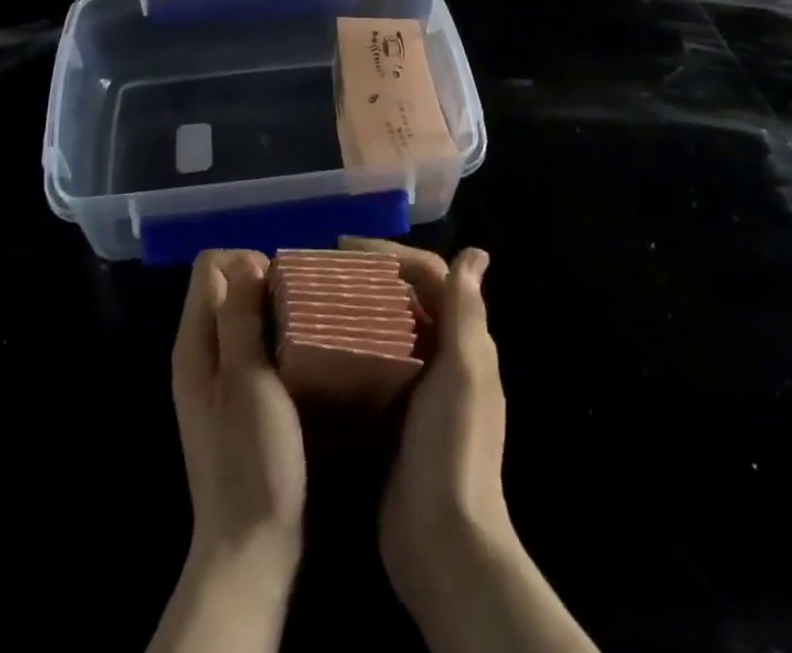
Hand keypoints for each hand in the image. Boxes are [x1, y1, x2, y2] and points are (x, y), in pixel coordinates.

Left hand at [171, 250, 306, 574]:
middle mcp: (199, 352)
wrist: (249, 548)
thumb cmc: (251, 460)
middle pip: (224, 286)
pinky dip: (274, 340)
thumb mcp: (248, 381)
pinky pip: (251, 346)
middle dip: (262, 283)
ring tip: (307, 328)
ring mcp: (216, 378)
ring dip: (272, 312)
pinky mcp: (235, 400)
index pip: (210, 265)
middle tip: (302, 308)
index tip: (281, 289)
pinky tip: (301, 359)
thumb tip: (247, 262)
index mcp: (194, 342)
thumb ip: (240, 318)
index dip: (246, 262)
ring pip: (240, 316)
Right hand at [341, 239, 510, 610]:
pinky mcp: (393, 416)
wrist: (442, 542)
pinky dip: (350, 348)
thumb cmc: (453, 447)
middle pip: (406, 298)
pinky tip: (317, 349)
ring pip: (387, 329)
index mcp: (463, 342)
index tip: (344, 248)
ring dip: (357, 308)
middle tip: (322, 270)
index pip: (430, 275)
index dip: (391, 253)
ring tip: (315, 299)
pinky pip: (372, 365)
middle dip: (368, 276)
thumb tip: (476, 253)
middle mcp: (444, 358)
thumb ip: (465, 313)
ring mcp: (418, 389)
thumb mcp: (462, 372)